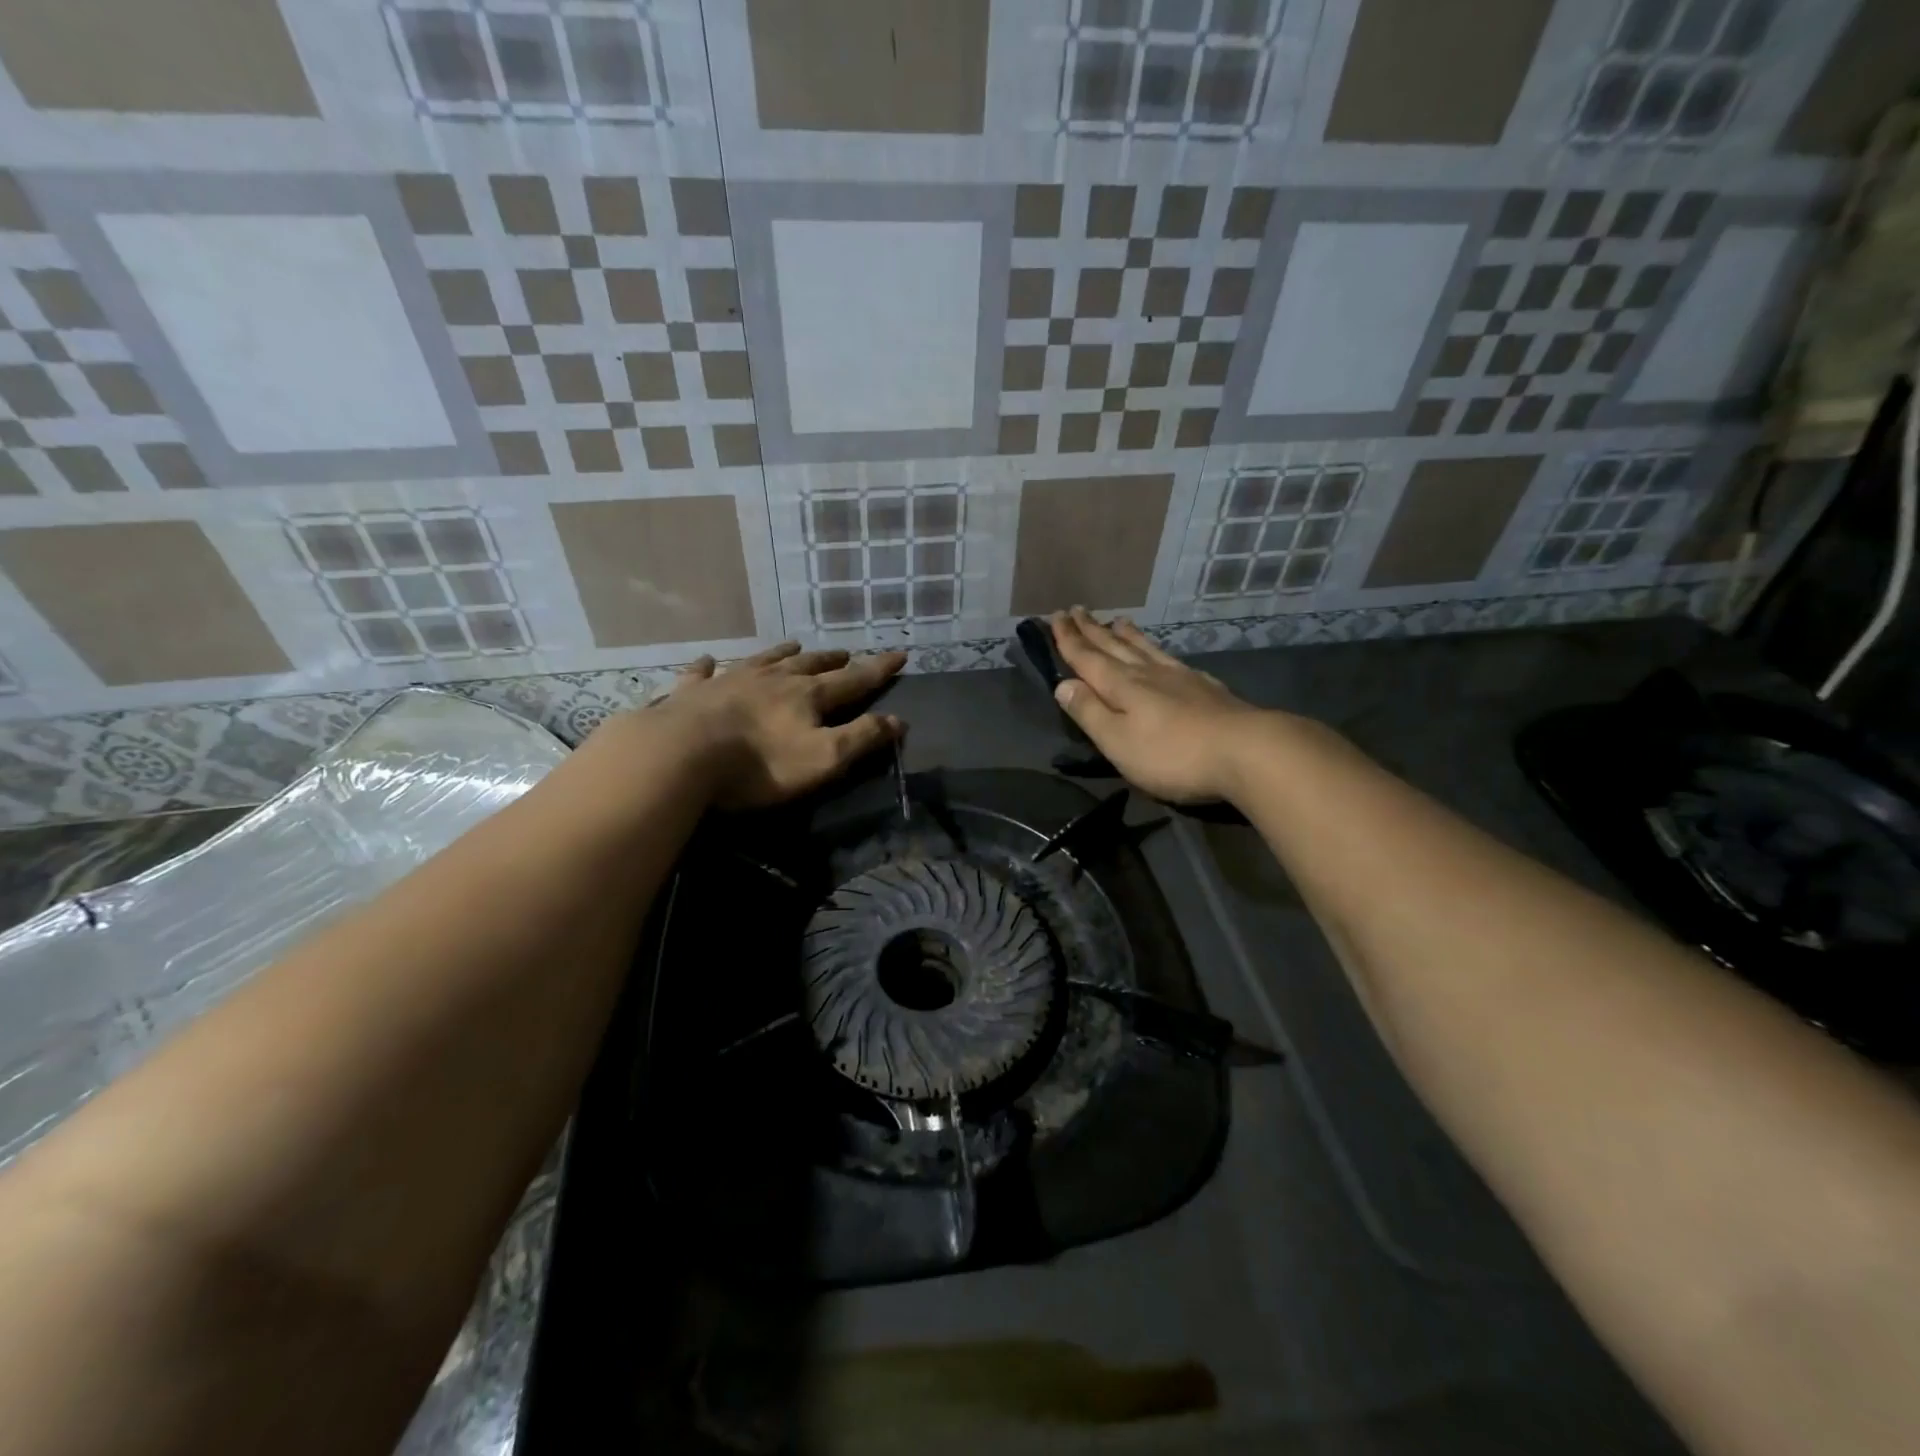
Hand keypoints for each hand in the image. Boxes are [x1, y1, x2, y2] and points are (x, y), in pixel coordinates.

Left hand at [612, 642, 905, 809]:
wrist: (682, 754)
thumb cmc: (760, 764)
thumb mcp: (823, 759)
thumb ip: (861, 738)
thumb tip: (898, 720)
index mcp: (807, 696)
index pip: (853, 679)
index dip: (879, 669)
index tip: (900, 653)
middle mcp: (772, 679)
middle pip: (809, 665)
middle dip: (832, 660)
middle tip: (846, 653)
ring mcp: (730, 681)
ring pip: (763, 660)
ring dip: (782, 654)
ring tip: (795, 645)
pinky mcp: (693, 693)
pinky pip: (703, 674)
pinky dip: (708, 666)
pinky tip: (706, 660)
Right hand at [1049, 608, 1266, 804]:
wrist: (1246, 750)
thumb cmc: (1173, 754)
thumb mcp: (1118, 741)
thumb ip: (1090, 712)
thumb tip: (1062, 684)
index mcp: (1121, 686)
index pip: (1087, 658)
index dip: (1068, 639)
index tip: (1054, 616)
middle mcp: (1147, 673)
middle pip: (1113, 647)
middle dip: (1091, 630)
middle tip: (1076, 609)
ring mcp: (1180, 677)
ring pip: (1144, 648)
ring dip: (1126, 635)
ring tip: (1116, 620)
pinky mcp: (1205, 687)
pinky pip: (1171, 658)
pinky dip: (1158, 650)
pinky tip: (1162, 652)